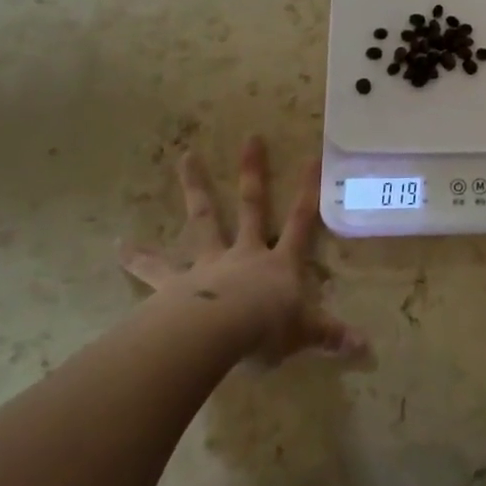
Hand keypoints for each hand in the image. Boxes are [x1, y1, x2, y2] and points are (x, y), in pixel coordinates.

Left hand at [123, 137, 367, 364]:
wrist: (218, 334)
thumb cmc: (267, 330)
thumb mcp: (305, 334)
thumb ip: (331, 336)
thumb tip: (366, 348)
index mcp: (279, 264)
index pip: (301, 221)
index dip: (309, 190)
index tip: (312, 156)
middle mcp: (246, 254)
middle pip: (253, 206)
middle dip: (254, 172)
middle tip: (251, 137)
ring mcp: (210, 264)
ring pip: (205, 221)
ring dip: (197, 188)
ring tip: (185, 157)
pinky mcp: (176, 283)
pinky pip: (155, 269)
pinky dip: (137, 257)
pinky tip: (118, 245)